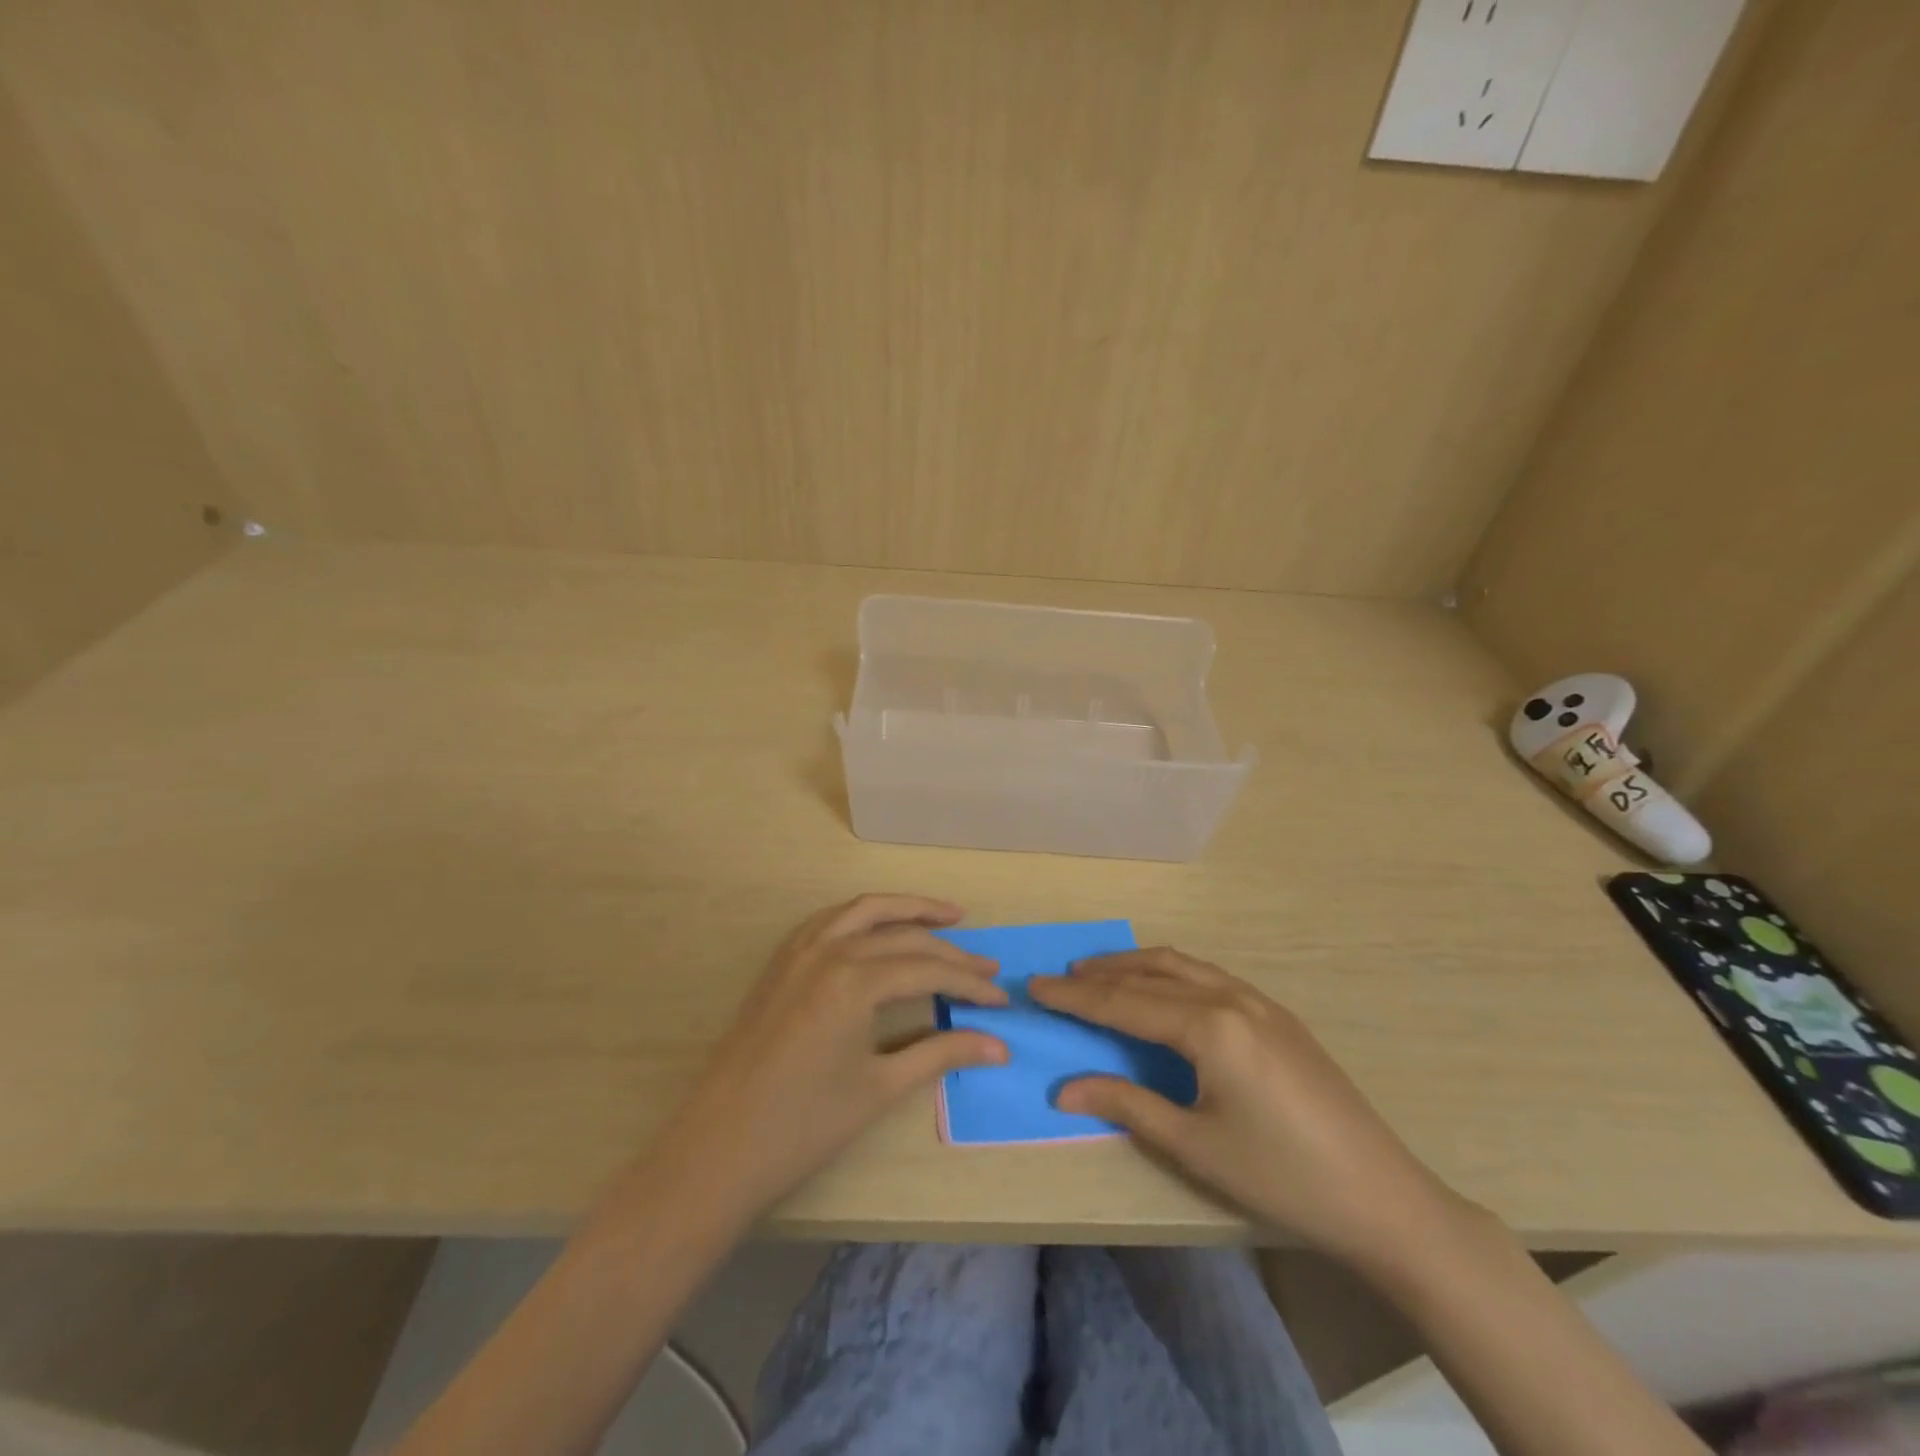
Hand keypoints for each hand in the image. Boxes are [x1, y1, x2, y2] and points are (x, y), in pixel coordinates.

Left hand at [638, 894, 1007, 1226]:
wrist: (717, 1148)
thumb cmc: (803, 1125)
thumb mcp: (880, 1088)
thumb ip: (942, 1054)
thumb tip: (1000, 1046)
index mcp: (854, 979)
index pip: (928, 968)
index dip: (969, 984)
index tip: (1001, 1000)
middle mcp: (828, 950)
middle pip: (902, 935)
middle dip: (949, 948)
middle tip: (986, 965)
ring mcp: (798, 951)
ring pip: (863, 911)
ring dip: (906, 909)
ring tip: (946, 916)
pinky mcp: (780, 962)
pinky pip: (829, 920)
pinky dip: (862, 916)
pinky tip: (878, 928)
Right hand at [1030, 948, 1472, 1271]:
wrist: (1383, 1198)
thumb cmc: (1281, 1177)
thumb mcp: (1195, 1146)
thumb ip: (1127, 1105)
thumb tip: (1064, 1089)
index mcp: (1210, 1026)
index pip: (1124, 1002)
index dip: (1075, 997)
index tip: (1035, 986)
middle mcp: (1232, 998)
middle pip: (1151, 972)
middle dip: (1101, 973)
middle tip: (1061, 976)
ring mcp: (1260, 1002)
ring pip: (1183, 966)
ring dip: (1136, 965)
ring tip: (1100, 972)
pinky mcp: (1279, 1016)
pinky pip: (1210, 976)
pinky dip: (1172, 973)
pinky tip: (1163, 989)